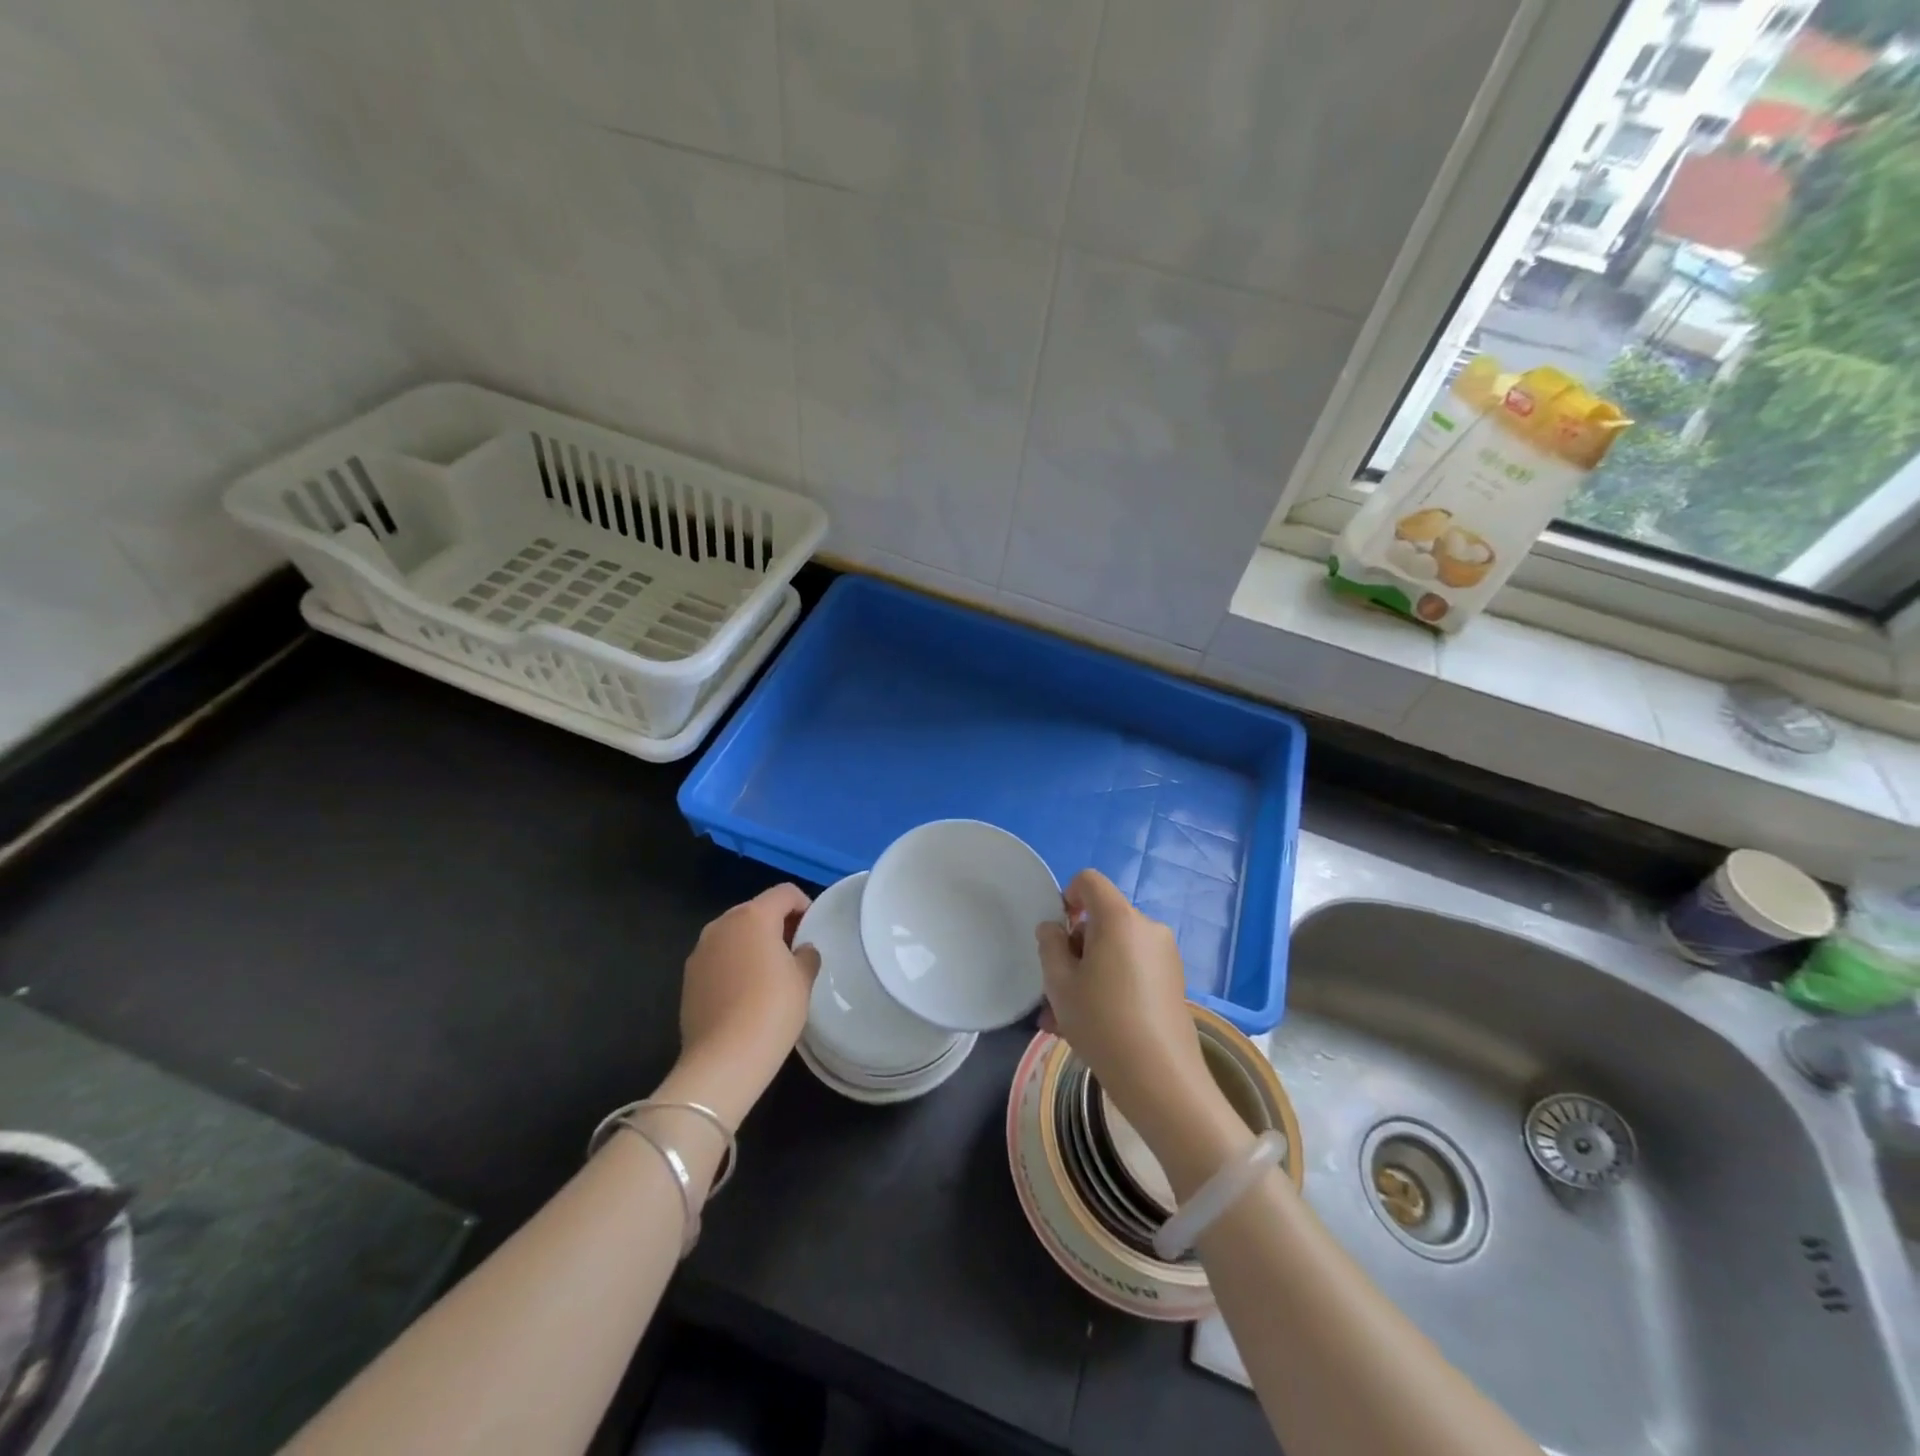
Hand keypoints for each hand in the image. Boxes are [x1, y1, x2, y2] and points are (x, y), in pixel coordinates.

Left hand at [673, 885, 819, 1124]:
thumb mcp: (803, 979)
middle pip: (756, 910)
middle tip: (795, 951)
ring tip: (771, 974)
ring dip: (753, 944)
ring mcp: (700, 951)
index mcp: (753, 916)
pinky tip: (746, 993)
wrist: (723, 1060)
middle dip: (777, 924)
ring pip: (734, 934)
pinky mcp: (688, 978)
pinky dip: (734, 964)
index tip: (813, 930)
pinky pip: (718, 958)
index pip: (784, 893)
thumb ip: (807, 955)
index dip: (804, 905)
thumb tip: (801, 950)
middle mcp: (722, 925)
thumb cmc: (772, 1010)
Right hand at [1036, 870, 1215, 1151]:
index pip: (1089, 881)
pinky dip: (1110, 987)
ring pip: (1114, 952)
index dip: (1067, 896)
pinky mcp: (1173, 983)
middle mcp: (1147, 928)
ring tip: (1064, 1021)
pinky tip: (1092, 1028)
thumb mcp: (1060, 984)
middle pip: (1102, 921)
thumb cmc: (1102, 1022)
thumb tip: (1054, 928)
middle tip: (1054, 992)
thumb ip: (1050, 945)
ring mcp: (1165, 956)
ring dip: (1087, 976)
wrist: (1161, 1080)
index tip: (1057, 934)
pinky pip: (1132, 971)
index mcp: (1119, 918)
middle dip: (1074, 950)